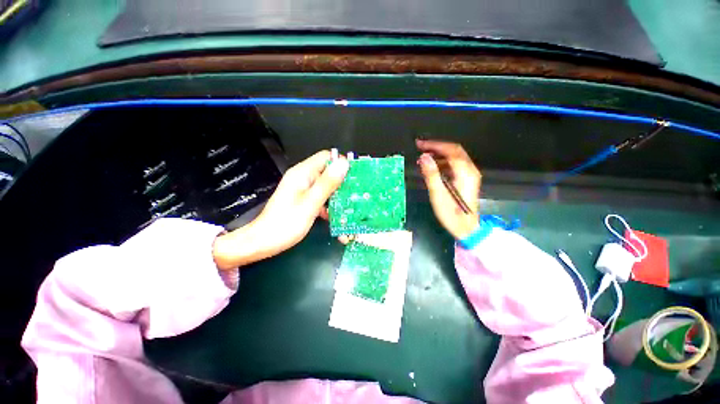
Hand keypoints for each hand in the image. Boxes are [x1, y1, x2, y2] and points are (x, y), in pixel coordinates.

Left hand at [213, 150, 348, 269]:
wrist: (264, 242)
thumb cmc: (286, 223)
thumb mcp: (311, 203)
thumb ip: (328, 183)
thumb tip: (343, 163)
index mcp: (303, 173)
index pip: (326, 158)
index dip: (341, 164)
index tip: (355, 177)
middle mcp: (303, 177)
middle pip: (328, 172)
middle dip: (342, 183)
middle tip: (355, 195)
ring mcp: (303, 189)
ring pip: (326, 186)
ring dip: (336, 196)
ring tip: (347, 208)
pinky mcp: (303, 199)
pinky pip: (320, 196)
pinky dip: (328, 204)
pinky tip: (333, 216)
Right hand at [417, 140, 480, 239]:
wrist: (467, 228)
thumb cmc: (451, 214)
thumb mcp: (438, 195)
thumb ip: (431, 175)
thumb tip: (423, 157)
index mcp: (465, 173)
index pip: (451, 150)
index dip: (435, 145)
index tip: (419, 145)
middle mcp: (470, 170)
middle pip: (455, 150)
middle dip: (437, 147)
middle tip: (420, 148)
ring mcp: (470, 175)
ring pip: (455, 157)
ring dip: (439, 155)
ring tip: (423, 160)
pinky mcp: (467, 180)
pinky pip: (455, 165)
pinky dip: (443, 163)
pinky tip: (433, 168)